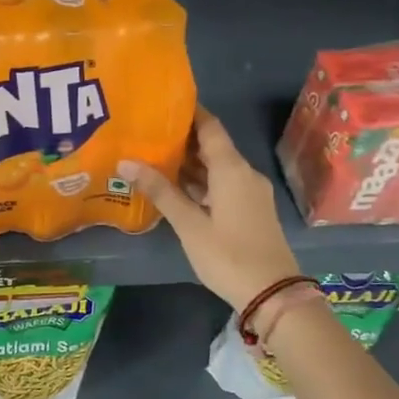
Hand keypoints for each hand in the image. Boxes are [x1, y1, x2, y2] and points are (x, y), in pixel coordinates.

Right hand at [120, 108, 300, 312]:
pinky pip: (223, 184)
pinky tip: (175, 187)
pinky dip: (200, 181)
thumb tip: (126, 162)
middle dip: (182, 138)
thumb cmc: (227, 255)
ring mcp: (250, 193)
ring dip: (190, 163)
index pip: (210, 127)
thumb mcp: (189, 224)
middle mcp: (244, 173)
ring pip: (217, 167)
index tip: (161, 104)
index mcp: (232, 169)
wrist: (272, 294)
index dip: (189, 112)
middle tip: (146, 132)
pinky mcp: (250, 210)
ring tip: (153, 157)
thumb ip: (160, 191)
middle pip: (212, 146)